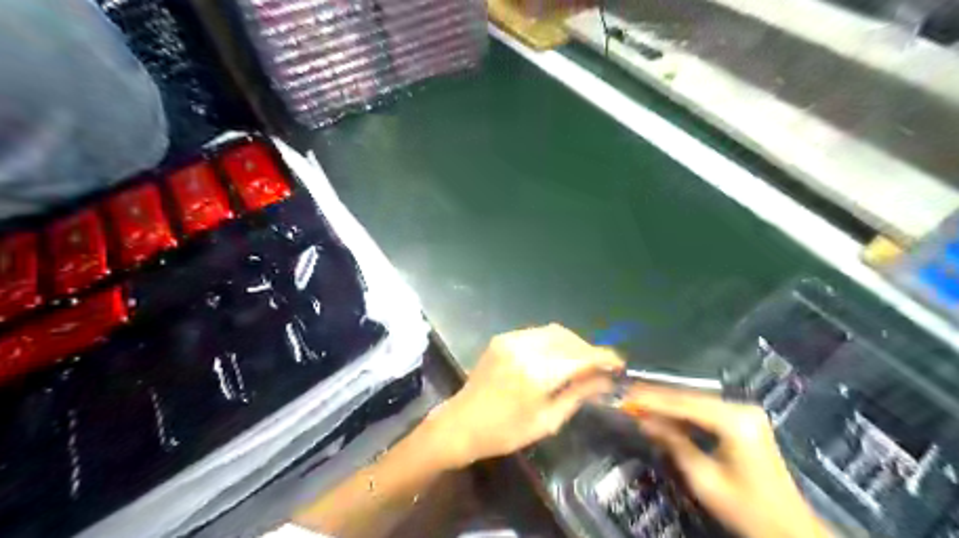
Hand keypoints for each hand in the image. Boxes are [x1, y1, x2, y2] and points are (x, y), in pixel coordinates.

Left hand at [427, 324, 620, 471]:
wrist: (461, 423)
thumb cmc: (505, 432)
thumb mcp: (547, 421)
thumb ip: (578, 395)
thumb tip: (606, 381)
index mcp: (537, 373)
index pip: (581, 356)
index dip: (604, 357)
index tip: (619, 364)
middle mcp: (525, 348)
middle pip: (569, 339)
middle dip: (588, 349)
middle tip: (600, 367)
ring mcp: (511, 339)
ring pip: (554, 332)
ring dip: (572, 343)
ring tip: (581, 362)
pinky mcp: (502, 338)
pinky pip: (537, 333)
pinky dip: (553, 342)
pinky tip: (556, 357)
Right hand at [623, 389, 831, 537]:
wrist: (789, 530)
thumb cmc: (745, 508)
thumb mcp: (702, 478)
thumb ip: (672, 442)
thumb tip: (642, 419)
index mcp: (734, 420)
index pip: (683, 402)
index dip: (651, 399)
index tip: (624, 395)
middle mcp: (741, 407)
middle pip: (689, 396)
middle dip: (656, 397)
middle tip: (626, 395)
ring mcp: (745, 411)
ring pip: (695, 401)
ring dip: (667, 404)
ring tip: (638, 402)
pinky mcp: (743, 419)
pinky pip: (705, 409)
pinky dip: (682, 413)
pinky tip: (663, 414)